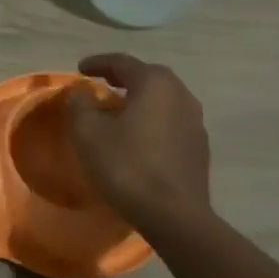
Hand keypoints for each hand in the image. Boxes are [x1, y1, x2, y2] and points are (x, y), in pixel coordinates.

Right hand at [64, 53, 211, 227]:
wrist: (174, 215)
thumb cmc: (127, 166)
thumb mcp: (88, 133)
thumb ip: (79, 104)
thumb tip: (80, 91)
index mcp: (155, 83)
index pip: (122, 62)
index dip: (98, 63)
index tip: (80, 68)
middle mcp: (181, 94)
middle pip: (147, 77)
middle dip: (121, 78)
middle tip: (100, 84)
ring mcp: (195, 121)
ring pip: (161, 100)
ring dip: (138, 100)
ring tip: (118, 110)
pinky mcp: (199, 147)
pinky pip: (170, 122)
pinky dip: (151, 120)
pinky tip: (138, 136)